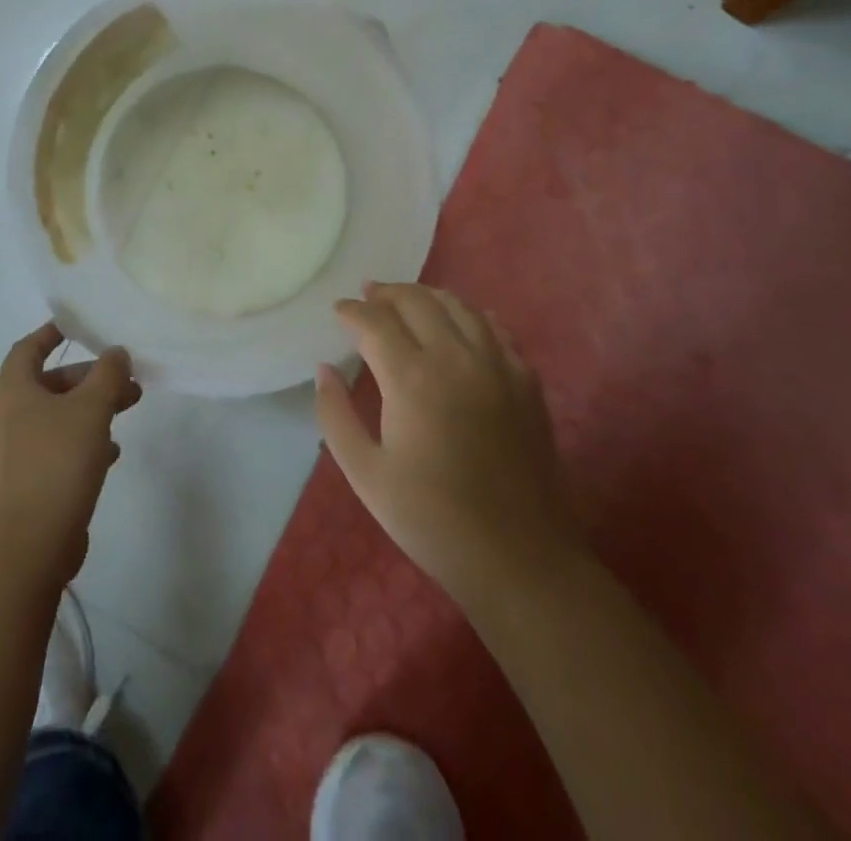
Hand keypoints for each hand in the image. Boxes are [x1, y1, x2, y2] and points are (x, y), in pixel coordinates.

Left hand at [0, 322, 141, 587]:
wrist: (29, 544)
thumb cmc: (56, 461)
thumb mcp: (90, 409)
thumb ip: (107, 375)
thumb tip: (116, 353)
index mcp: (12, 390)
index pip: (29, 347)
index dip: (53, 332)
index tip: (81, 325)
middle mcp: (8, 416)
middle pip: (51, 383)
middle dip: (90, 377)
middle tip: (126, 378)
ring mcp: (16, 452)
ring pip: (59, 416)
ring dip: (92, 409)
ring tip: (130, 408)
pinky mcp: (29, 482)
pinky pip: (59, 448)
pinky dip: (85, 441)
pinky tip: (112, 451)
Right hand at [315, 283, 582, 615]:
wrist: (519, 557)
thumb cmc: (432, 519)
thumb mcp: (366, 474)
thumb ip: (335, 415)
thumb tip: (324, 369)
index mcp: (412, 377)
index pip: (375, 322)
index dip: (352, 311)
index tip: (338, 310)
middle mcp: (455, 357)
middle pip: (418, 301)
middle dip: (387, 293)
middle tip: (369, 295)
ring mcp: (497, 365)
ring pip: (459, 306)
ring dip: (428, 296)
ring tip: (409, 300)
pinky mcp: (526, 381)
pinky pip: (496, 329)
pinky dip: (471, 315)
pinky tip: (462, 322)